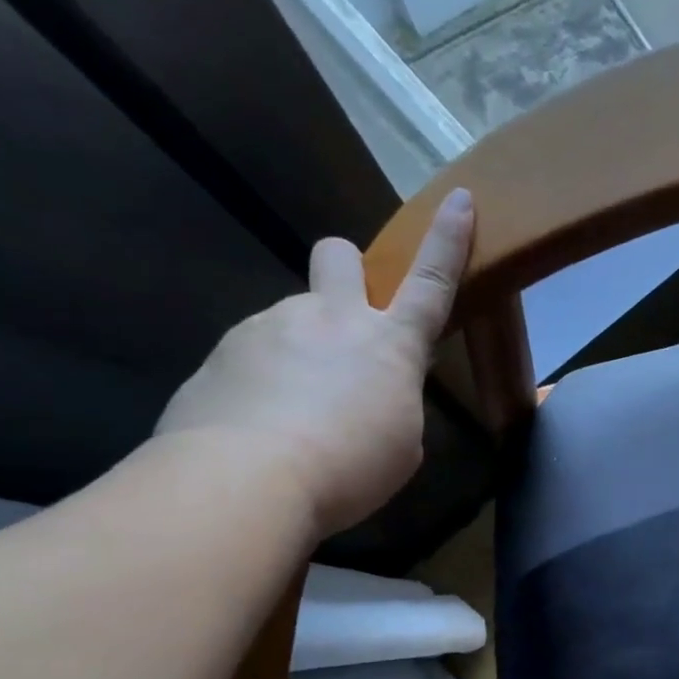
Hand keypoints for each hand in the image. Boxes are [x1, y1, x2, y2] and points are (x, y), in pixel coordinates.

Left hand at [156, 189, 472, 537]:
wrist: (246, 480)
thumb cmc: (350, 468)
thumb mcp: (401, 446)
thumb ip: (394, 404)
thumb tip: (370, 394)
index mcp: (389, 344)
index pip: (430, 282)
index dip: (448, 241)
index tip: (458, 198)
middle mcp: (329, 319)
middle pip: (339, 255)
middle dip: (347, 269)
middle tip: (343, 320)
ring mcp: (269, 327)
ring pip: (290, 319)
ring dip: (298, 351)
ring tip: (291, 415)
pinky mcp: (221, 353)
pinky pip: (251, 356)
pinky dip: (260, 383)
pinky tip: (256, 428)